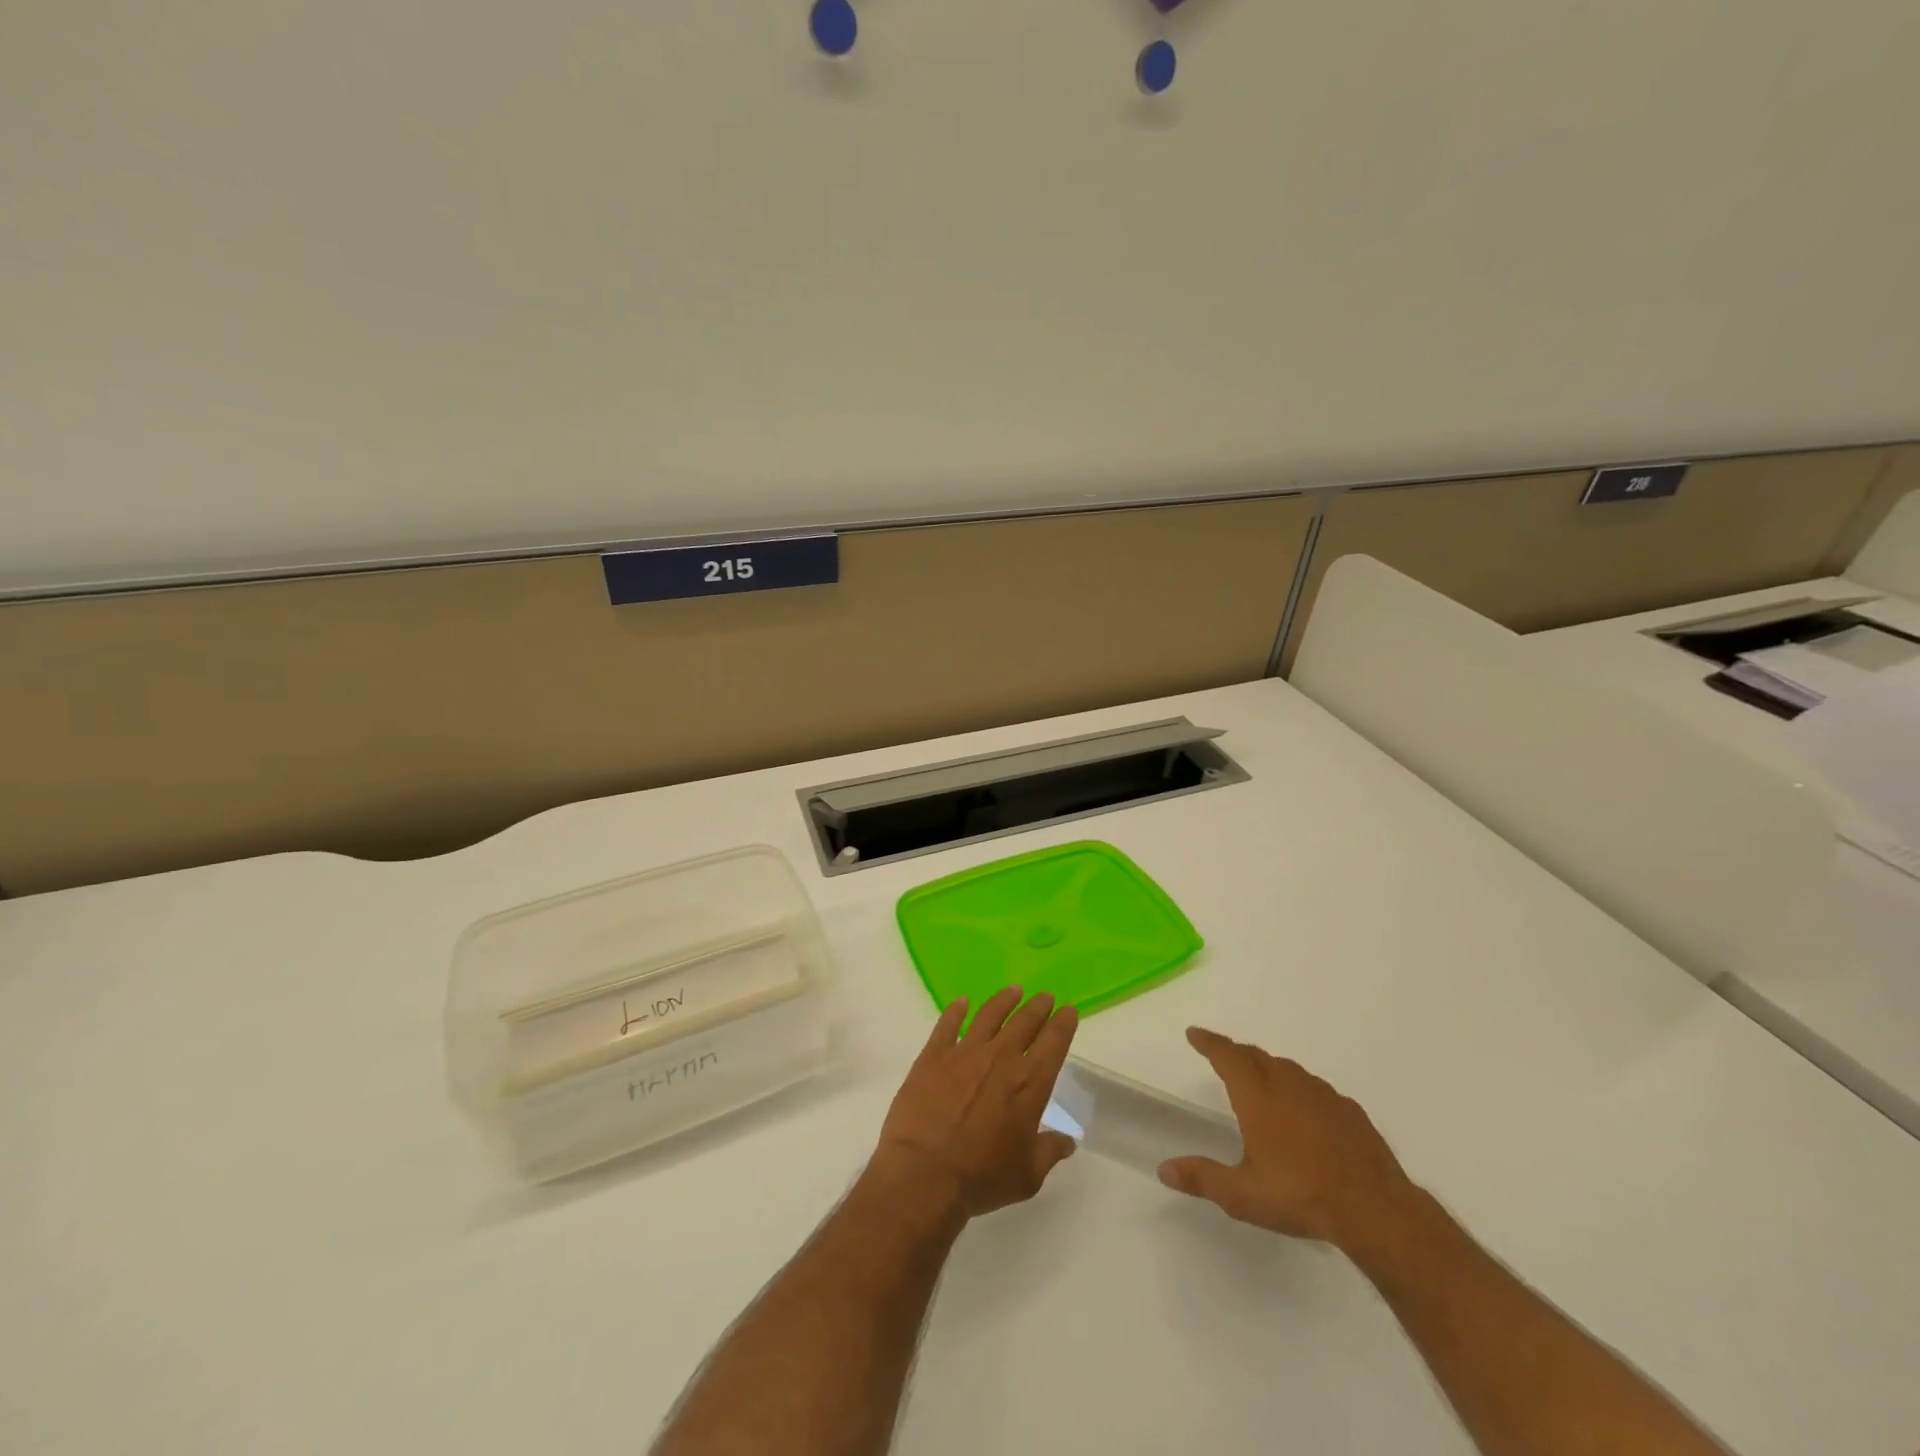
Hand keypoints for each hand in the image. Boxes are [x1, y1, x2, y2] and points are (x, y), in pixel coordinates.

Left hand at [870, 987, 1079, 1222]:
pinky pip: (948, 1023)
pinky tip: (962, 1002)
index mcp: (1029, 1084)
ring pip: (990, 1014)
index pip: (1054, 1043)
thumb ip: (1049, 1151)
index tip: (1068, 1010)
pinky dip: (956, 1010)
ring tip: (1013, 991)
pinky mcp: (934, 1054)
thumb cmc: (982, 1177)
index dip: (1063, 1023)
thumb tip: (1067, 1140)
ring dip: (1004, 1000)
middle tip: (1045, 996)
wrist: (925, 1173)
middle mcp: (1001, 1058)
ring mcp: (965, 1052)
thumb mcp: (1027, 1176)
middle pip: (1024, 1021)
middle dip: (1038, 1006)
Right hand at [1158, 1027, 1415, 1248]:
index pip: (1226, 1056)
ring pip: (1287, 1069)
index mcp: (1257, 1095)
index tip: (1194, 1033)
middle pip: (1256, 1056)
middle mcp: (1287, 1084)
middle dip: (1235, 1053)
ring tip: (1261, 1081)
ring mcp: (1322, 1095)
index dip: (1209, 1042)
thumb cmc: (1300, 1195)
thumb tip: (1164, 1169)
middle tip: (1223, 1056)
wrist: (1374, 1208)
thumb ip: (1202, 1178)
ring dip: (1268, 1068)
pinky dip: (1300, 1090)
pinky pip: (1315, 1089)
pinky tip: (1305, 1111)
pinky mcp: (1349, 1111)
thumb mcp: (1242, 1195)